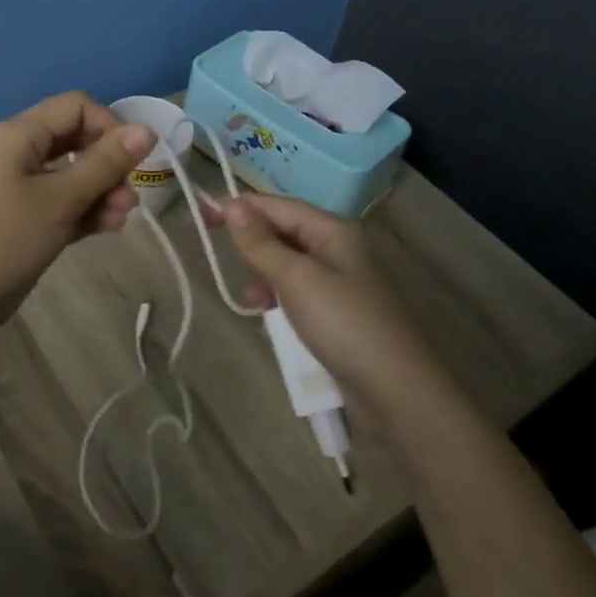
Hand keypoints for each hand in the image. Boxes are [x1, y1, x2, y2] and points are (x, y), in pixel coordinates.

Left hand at [0, 91, 154, 343]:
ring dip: (102, 191)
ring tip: (120, 218)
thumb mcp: (59, 199)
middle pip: (77, 140)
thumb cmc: (2, 240)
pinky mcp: (25, 220)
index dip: (110, 126)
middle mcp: (21, 153)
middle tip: (129, 196)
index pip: (77, 107)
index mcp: (22, 134)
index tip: (132, 160)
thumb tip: (146, 129)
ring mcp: (21, 188)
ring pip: (73, 175)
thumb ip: (104, 164)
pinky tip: (108, 228)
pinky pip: (63, 203)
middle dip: (109, 163)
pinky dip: (86, 211)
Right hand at [212, 194, 441, 410]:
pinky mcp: (334, 310)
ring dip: (262, 273)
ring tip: (252, 299)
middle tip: (215, 251)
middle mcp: (335, 247)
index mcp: (332, 229)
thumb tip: (232, 205)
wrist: (395, 391)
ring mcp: (336, 280)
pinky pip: (294, 290)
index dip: (238, 207)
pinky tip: (267, 314)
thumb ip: (261, 243)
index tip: (200, 214)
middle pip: (281, 230)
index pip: (276, 205)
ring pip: (285, 262)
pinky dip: (277, 296)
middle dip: (250, 241)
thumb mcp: (297, 279)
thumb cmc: (344, 324)